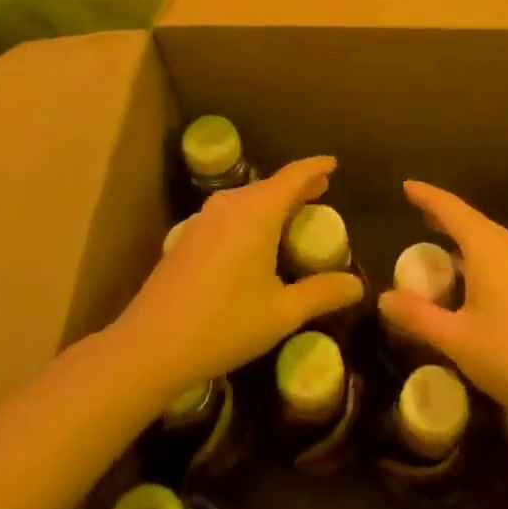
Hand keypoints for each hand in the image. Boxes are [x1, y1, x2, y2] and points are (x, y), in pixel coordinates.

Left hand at [112, 156, 364, 397]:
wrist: (149, 345)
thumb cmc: (223, 324)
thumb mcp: (281, 313)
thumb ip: (321, 293)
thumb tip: (358, 286)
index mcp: (257, 212)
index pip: (293, 176)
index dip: (315, 167)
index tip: (333, 163)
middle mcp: (230, 205)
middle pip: (269, 185)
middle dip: (296, 186)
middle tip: (320, 190)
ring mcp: (203, 219)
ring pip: (247, 199)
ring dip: (272, 201)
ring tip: (291, 213)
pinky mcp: (187, 237)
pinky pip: (229, 214)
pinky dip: (250, 216)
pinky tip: (253, 240)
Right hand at [378, 181, 507, 434]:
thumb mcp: (457, 339)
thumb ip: (418, 316)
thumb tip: (384, 297)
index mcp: (487, 248)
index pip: (451, 209)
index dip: (427, 196)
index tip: (406, 185)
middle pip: (471, 220)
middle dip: (443, 215)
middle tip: (416, 212)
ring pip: (487, 239)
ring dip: (461, 237)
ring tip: (437, 241)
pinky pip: (499, 256)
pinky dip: (476, 256)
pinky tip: (468, 278)